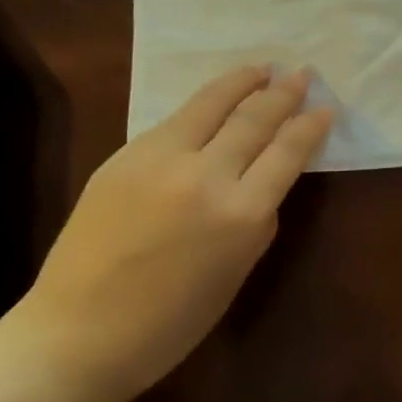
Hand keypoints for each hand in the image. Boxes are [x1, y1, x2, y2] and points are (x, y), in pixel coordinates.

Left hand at [10, 66, 334, 401]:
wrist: (75, 335)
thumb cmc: (168, 324)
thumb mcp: (234, 274)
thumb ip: (257, 222)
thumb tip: (264, 183)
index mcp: (240, 215)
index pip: (287, 152)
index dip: (310, 126)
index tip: (326, 108)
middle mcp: (205, 177)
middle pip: (254, 119)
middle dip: (284, 94)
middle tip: (302, 74)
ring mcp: (159, 160)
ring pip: (211, 104)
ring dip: (243, 82)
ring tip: (263, 67)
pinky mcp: (124, 156)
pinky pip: (174, 121)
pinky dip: (204, 104)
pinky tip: (215, 98)